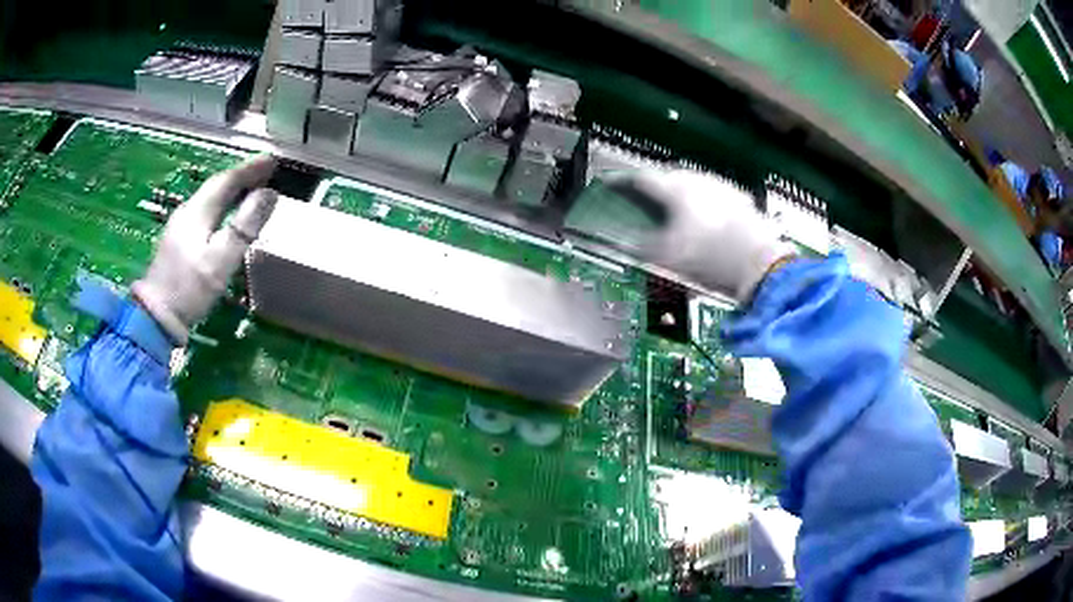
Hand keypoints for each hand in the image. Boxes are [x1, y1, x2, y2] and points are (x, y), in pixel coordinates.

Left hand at [133, 155, 277, 344]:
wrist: (155, 317)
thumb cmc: (189, 289)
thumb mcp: (221, 259)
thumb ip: (244, 226)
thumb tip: (269, 194)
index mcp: (197, 211)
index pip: (227, 180)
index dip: (251, 168)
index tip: (273, 160)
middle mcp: (187, 212)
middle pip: (217, 186)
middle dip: (242, 176)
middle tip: (266, 171)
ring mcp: (179, 227)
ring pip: (210, 199)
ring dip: (232, 190)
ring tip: (251, 189)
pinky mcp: (177, 242)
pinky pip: (205, 212)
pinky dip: (221, 206)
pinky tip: (227, 214)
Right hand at [605, 169, 794, 301]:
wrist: (762, 265)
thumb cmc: (713, 259)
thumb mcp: (668, 258)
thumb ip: (641, 246)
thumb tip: (626, 241)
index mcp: (676, 189)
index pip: (640, 178)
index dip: (622, 183)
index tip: (612, 185)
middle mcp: (698, 179)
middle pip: (667, 176)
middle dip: (653, 187)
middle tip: (643, 200)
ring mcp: (722, 187)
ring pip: (692, 183)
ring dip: (678, 193)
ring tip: (674, 211)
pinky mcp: (740, 199)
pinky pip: (713, 193)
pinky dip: (701, 202)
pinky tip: (705, 219)